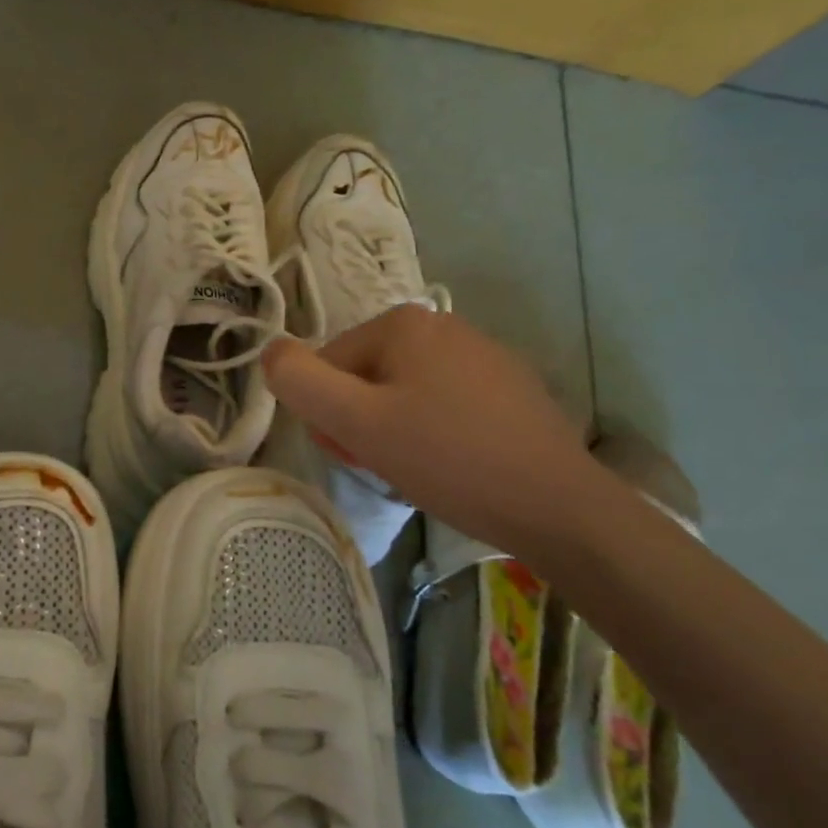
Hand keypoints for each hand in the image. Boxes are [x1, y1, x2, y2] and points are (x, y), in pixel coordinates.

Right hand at [262, 306, 604, 559]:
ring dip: (393, 427)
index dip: (327, 413)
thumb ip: (299, 382)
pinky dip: (433, 430)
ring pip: (404, 391)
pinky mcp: (509, 386)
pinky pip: (444, 402)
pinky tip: (453, 464)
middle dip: (360, 420)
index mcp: (402, 322)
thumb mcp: (356, 423)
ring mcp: (482, 353)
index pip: (327, 364)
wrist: (557, 505)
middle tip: (383, 464)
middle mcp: (442, 323)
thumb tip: (269, 350)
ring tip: (418, 469)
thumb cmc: (447, 459)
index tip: (351, 452)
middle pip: (365, 375)